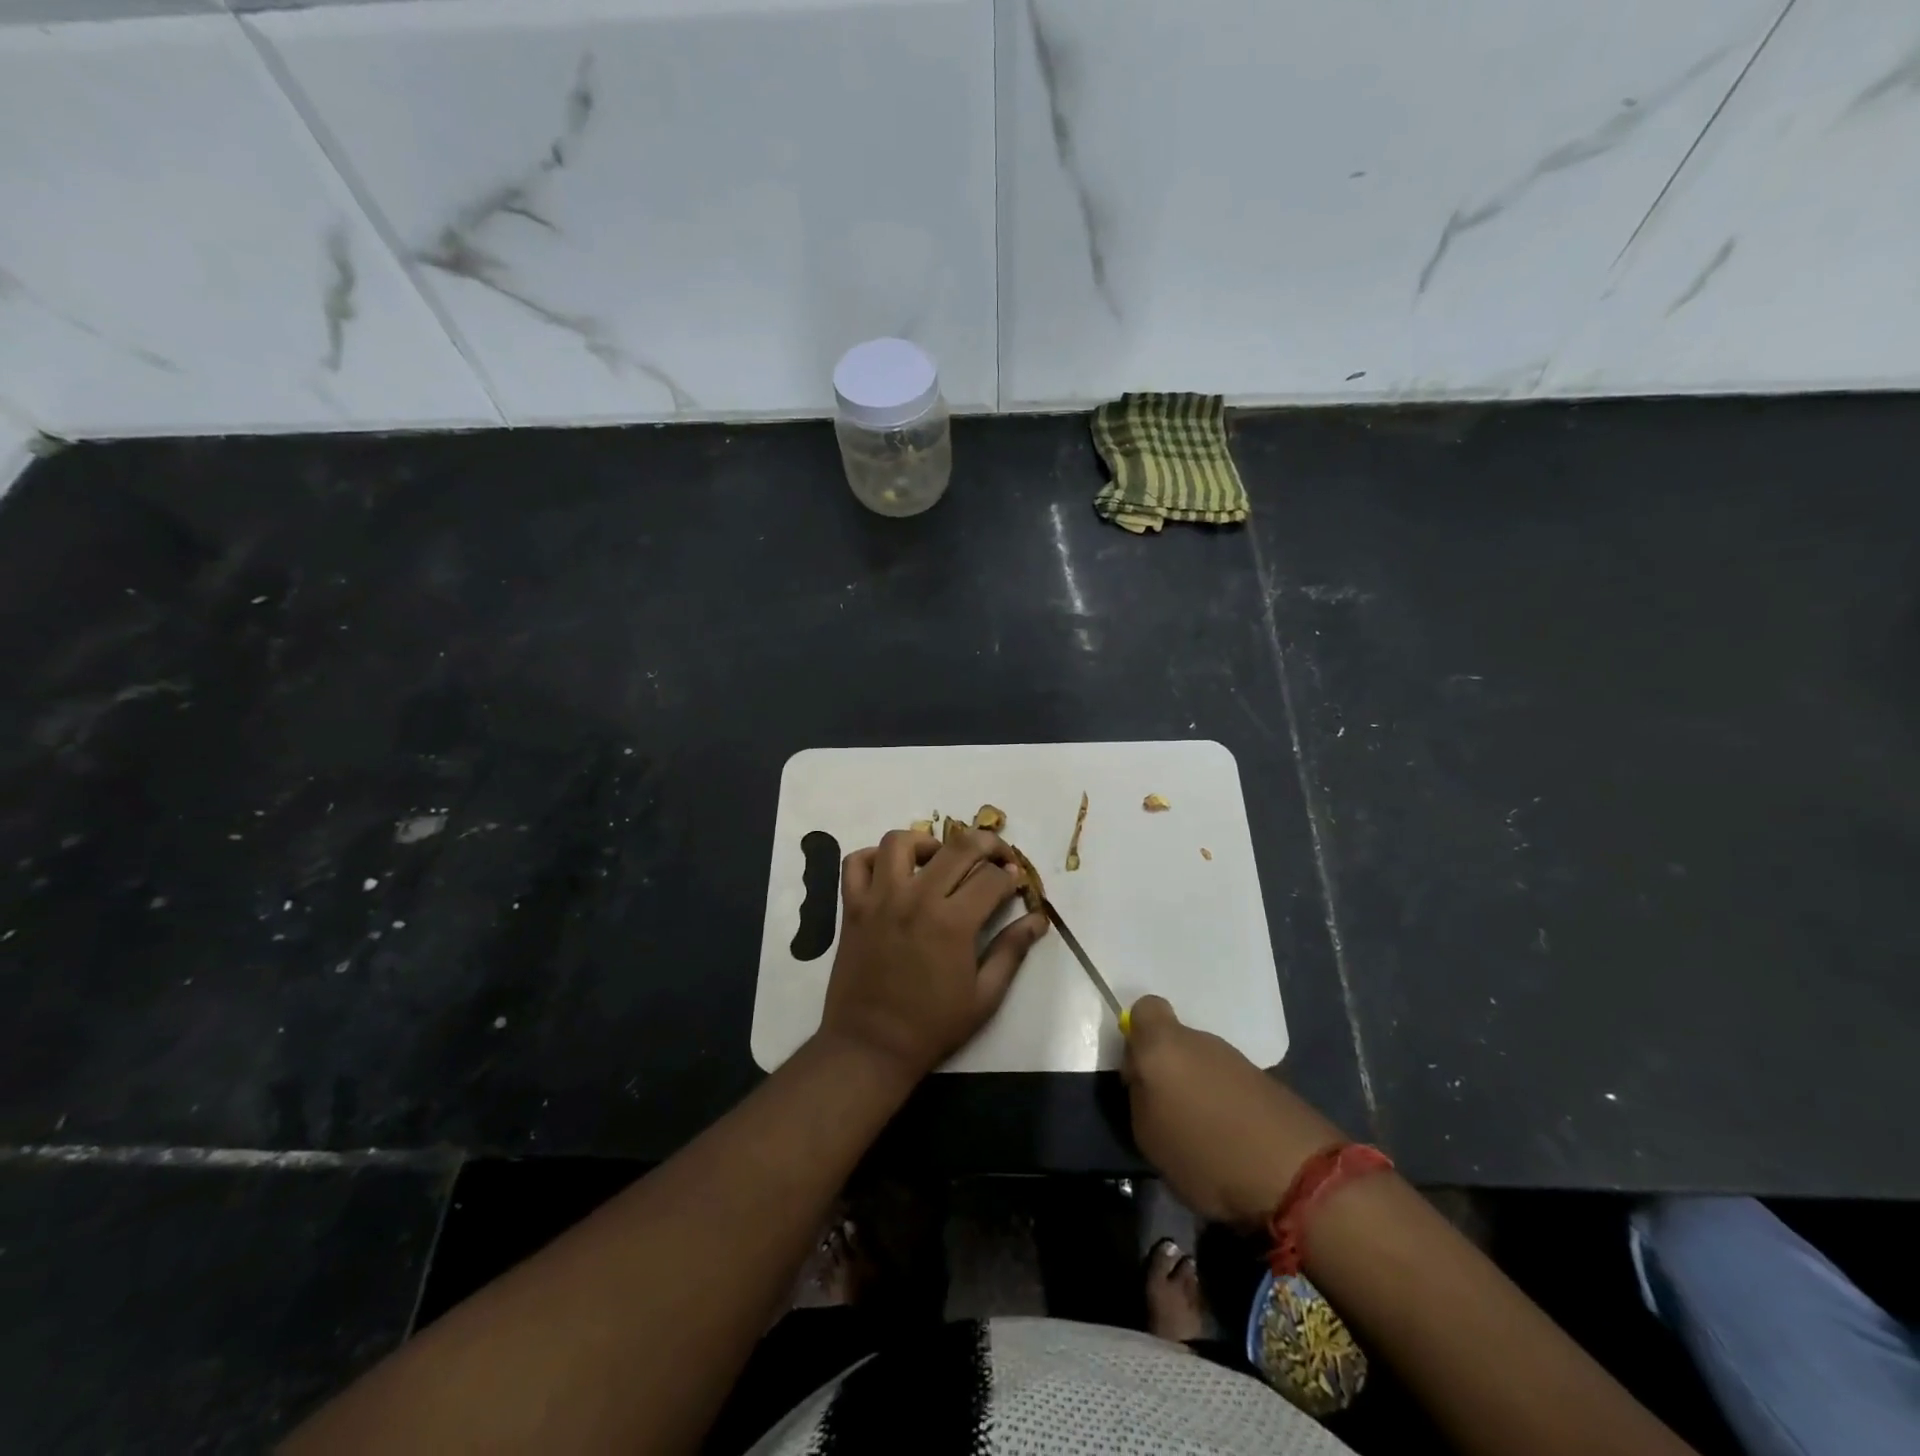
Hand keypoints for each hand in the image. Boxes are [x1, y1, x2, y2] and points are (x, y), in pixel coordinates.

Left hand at [819, 827, 1048, 1080]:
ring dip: (926, 843)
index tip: (1016, 884)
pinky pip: (856, 863)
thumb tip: (1038, 919)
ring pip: (900, 841)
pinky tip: (893, 872)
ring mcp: (879, 899)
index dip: (1011, 876)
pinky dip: (873, 857)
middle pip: (958, 846)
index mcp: (953, 922)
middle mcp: (916, 899)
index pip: (992, 877)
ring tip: (939, 860)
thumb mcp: (984, 996)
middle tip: (996, 857)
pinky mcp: (852, 907)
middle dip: (987, 844)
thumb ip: (1012, 950)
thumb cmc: (932, 1026)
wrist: (871, 1047)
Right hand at [1122, 995, 1345, 1225]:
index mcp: (1163, 1045)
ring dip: (1198, 1088)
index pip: (1144, 1008)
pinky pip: (1229, 1083)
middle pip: (1173, 1040)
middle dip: (1168, 1069)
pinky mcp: (1265, 1080)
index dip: (1137, 1036)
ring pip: (1202, 1062)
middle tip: (1167, 1113)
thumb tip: (1145, 1081)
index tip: (1138, 1074)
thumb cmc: (1205, 1154)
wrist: (1295, 1174)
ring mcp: (1235, 1058)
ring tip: (1201, 1135)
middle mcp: (1198, 1039)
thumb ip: (1139, 1096)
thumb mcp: (1148, 1136)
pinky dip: (1225, 1104)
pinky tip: (1230, 1140)